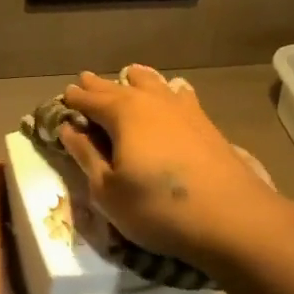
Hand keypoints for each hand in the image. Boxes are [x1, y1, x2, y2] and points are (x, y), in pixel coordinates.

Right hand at [57, 66, 283, 270]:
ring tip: (127, 76)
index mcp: (122, 114)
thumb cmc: (156, 208)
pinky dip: (167, 90)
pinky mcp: (206, 124)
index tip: (63, 98)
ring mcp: (183, 109)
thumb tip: (68, 128)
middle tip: (85, 81)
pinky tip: (172, 91)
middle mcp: (151, 101)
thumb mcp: (107, 190)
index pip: (90, 100)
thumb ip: (85, 155)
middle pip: (119, 87)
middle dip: (99, 86)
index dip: (74, 100)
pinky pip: (179, 95)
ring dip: (135, 81)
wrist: (230, 217)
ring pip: (153, 84)